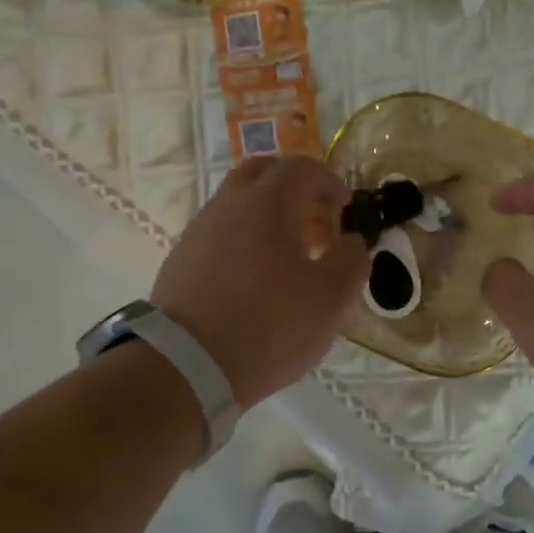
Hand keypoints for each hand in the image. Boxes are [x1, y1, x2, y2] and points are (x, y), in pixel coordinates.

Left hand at [152, 154, 368, 406]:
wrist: (188, 365)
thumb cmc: (270, 325)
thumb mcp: (332, 298)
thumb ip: (352, 260)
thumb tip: (352, 241)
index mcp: (268, 203)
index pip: (303, 168)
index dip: (330, 181)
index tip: (346, 208)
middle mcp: (228, 205)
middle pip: (262, 173)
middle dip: (294, 188)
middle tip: (315, 219)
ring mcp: (199, 231)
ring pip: (237, 203)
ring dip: (267, 215)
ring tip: (288, 255)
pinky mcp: (181, 260)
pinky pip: (219, 234)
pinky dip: (243, 240)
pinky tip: (254, 278)